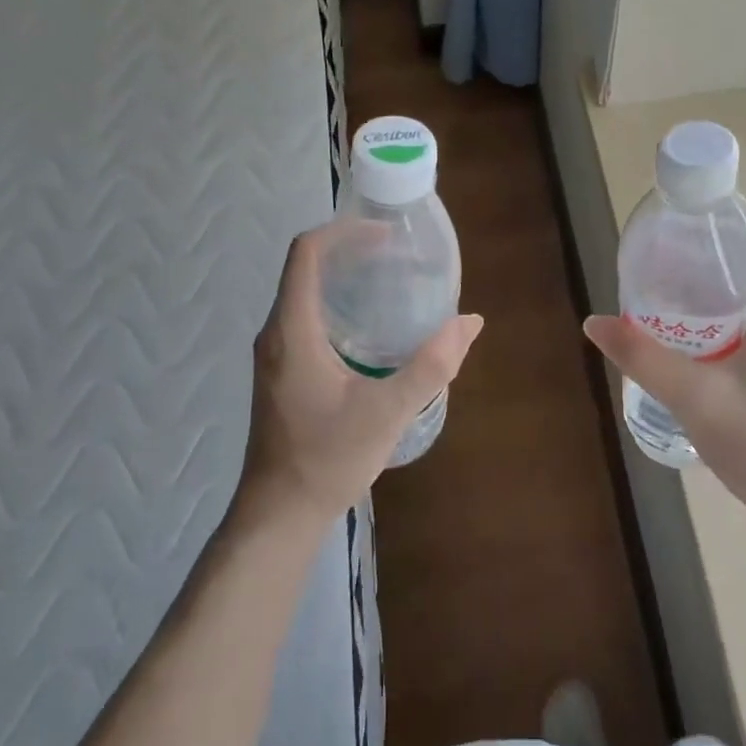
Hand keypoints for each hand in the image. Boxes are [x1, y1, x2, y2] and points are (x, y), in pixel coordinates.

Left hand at [240, 223, 483, 526]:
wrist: (279, 514)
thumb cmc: (327, 459)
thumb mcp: (387, 412)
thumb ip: (432, 365)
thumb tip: (470, 322)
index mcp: (292, 330)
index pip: (306, 252)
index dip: (344, 231)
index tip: (386, 234)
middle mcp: (276, 332)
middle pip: (305, 267)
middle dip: (349, 250)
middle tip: (398, 254)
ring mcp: (275, 353)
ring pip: (305, 293)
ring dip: (343, 278)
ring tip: (390, 281)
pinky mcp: (282, 372)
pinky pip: (306, 317)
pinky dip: (337, 304)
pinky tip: (371, 327)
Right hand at [583, 218, 745, 531]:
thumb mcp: (692, 394)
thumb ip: (642, 356)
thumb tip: (594, 322)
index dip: (737, 221)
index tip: (693, 222)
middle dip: (715, 255)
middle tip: (666, 257)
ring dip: (717, 290)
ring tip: (669, 293)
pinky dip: (723, 321)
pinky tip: (689, 342)